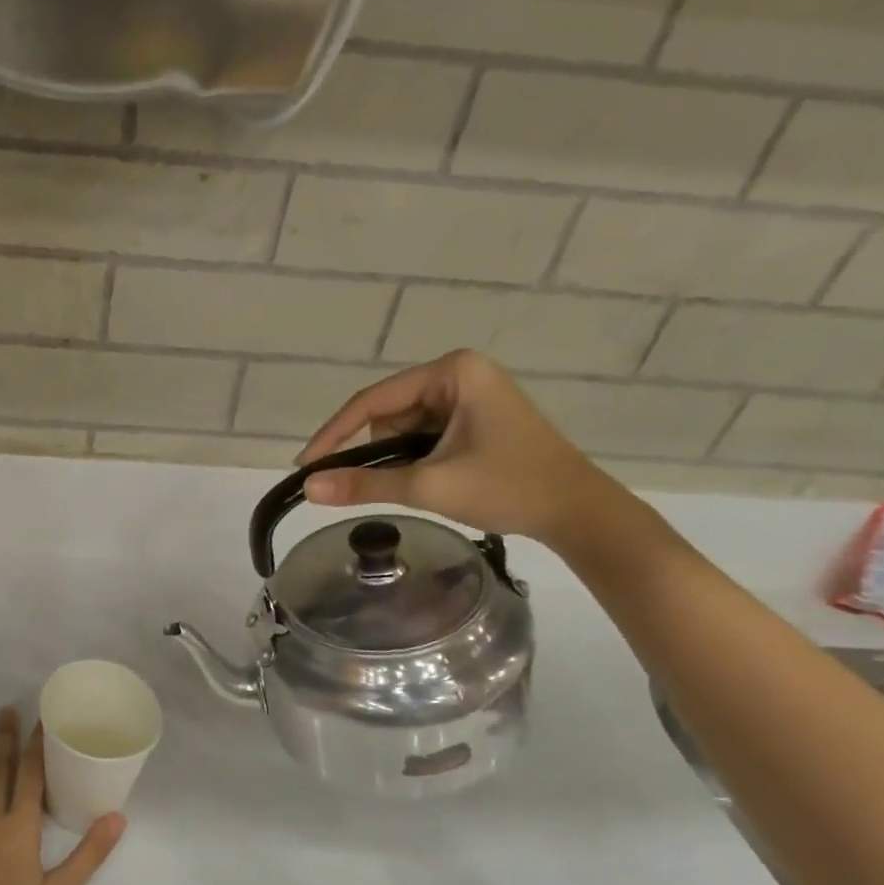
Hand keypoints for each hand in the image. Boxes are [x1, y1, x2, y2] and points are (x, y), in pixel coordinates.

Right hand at [295, 349, 620, 546]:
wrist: (578, 512)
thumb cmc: (508, 488)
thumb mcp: (429, 486)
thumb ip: (364, 484)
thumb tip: (307, 488)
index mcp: (452, 372)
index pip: (372, 400)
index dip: (333, 434)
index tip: (305, 466)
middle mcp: (459, 373)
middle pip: (387, 413)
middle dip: (376, 452)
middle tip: (374, 488)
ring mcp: (469, 394)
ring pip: (403, 427)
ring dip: (398, 459)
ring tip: (420, 488)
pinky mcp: (475, 417)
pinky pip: (423, 434)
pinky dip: (414, 459)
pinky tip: (429, 481)